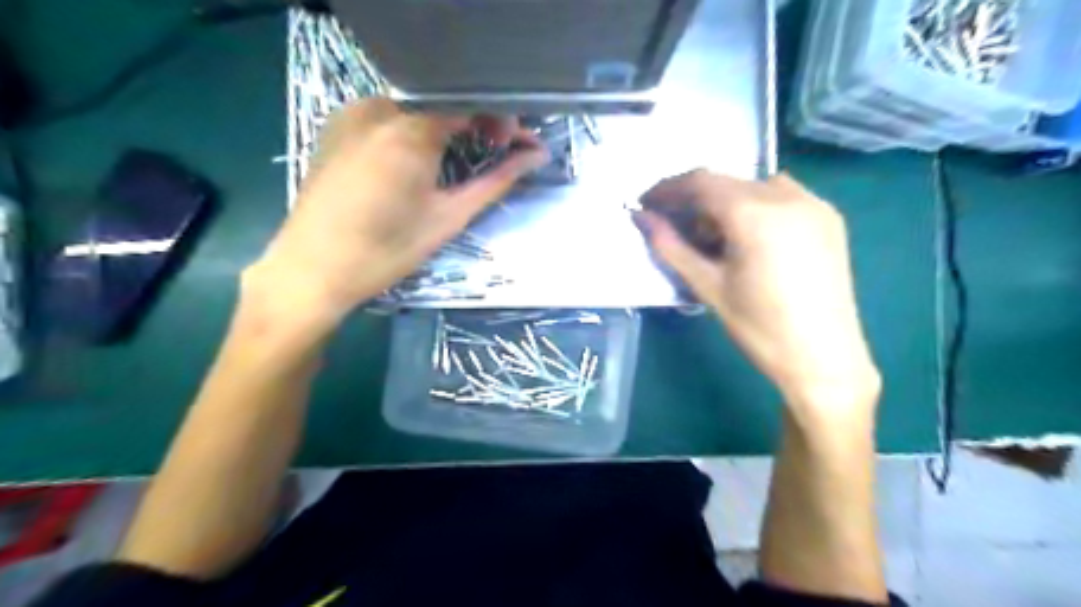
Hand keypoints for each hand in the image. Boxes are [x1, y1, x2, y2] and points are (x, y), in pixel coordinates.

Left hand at [248, 98, 549, 331]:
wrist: (312, 270)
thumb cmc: (387, 250)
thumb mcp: (449, 217)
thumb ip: (496, 181)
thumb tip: (537, 156)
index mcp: (409, 129)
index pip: (469, 102)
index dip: (499, 118)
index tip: (513, 145)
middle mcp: (378, 108)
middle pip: (442, 101)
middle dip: (475, 122)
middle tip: (495, 151)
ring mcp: (351, 114)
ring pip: (414, 108)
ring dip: (445, 126)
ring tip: (460, 158)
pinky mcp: (336, 127)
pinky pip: (386, 116)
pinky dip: (414, 130)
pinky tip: (421, 159)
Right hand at [635, 169, 881, 418]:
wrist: (824, 359)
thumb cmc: (759, 328)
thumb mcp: (708, 286)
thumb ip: (671, 246)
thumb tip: (641, 217)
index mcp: (755, 213)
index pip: (701, 182)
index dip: (668, 189)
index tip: (646, 203)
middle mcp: (788, 196)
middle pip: (727, 182)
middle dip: (695, 200)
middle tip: (678, 230)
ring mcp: (814, 204)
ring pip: (754, 186)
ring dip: (726, 203)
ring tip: (716, 240)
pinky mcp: (829, 217)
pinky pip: (781, 196)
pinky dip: (755, 207)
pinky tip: (750, 239)